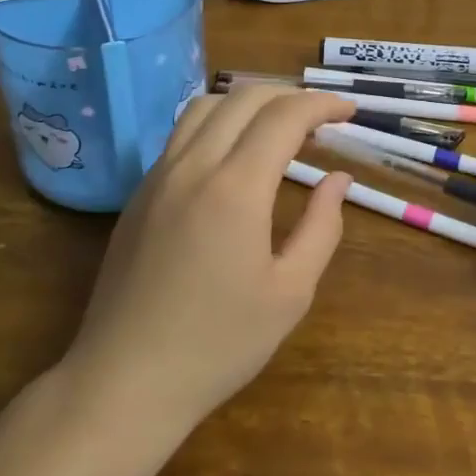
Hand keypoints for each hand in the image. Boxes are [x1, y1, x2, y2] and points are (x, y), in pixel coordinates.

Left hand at [62, 85, 354, 443]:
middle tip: (322, 119)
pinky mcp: (139, 193)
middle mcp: (193, 166)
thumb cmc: (219, 345)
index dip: (322, 105)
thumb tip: (338, 179)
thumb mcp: (290, 293)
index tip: (349, 112)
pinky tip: (234, 156)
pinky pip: (182, 134)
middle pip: (244, 97)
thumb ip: (321, 227)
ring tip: (279, 127)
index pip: (284, 116)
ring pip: (206, 106)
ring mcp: (159, 176)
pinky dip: (218, 123)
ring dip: (249, 102)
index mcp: (236, 188)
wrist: (125, 381)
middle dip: (290, 95)